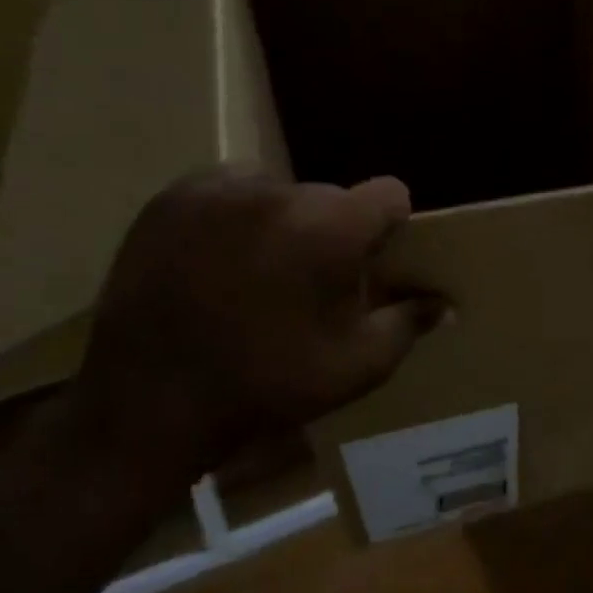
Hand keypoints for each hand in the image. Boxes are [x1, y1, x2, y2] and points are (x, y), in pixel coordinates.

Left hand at [67, 170, 441, 505]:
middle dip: (334, 231)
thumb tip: (445, 304)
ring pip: (280, 192)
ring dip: (286, 222)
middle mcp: (279, 191)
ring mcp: (218, 189)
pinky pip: (228, 193)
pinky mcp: (171, 199)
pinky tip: (218, 264)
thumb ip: (409, 323)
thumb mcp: (358, 366)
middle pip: (332, 196)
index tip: (372, 263)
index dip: (390, 227)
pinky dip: (236, 219)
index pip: (390, 193)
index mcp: (332, 227)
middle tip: (311, 283)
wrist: (147, 403)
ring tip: (260, 274)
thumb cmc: (268, 385)